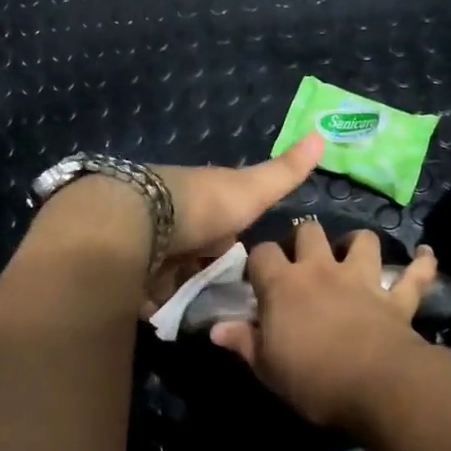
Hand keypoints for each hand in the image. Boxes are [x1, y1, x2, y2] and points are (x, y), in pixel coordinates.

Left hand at [142, 134, 325, 310]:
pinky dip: (159, 303)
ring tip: (206, 317)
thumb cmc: (205, 205)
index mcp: (201, 201)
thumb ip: (284, 171)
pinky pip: (147, 292)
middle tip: (229, 302)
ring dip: (184, 291)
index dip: (231, 244)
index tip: (245, 268)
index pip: (221, 225)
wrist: (145, 221)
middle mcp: (173, 221)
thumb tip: (323, 133)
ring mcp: (148, 247)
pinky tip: (174, 318)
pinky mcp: (128, 272)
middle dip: (207, 273)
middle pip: (195, 252)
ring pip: (172, 274)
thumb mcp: (253, 189)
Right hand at [210, 220, 438, 428]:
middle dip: (304, 239)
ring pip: (362, 240)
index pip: (262, 253)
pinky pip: (415, 274)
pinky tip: (426, 255)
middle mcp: (322, 270)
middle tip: (302, 262)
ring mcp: (363, 280)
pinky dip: (422, 264)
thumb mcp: (266, 367)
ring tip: (353, 255)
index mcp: (283, 285)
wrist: (377, 386)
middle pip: (310, 231)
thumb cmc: (312, 378)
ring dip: (357, 244)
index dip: (258, 261)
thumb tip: (215, 328)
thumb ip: (243, 342)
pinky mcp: (397, 297)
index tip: (257, 277)